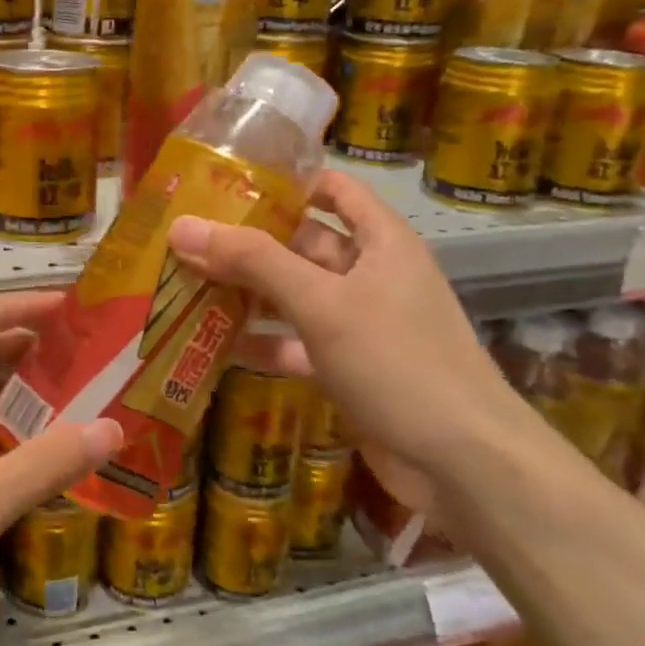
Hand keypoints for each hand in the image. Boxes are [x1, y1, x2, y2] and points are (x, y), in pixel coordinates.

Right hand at [167, 170, 537, 489]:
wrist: (462, 464)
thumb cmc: (396, 361)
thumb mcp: (322, 303)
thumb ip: (253, 262)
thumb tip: (182, 226)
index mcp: (380, 241)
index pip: (332, 188)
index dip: (284, 181)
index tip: (225, 185)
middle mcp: (371, 274)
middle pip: (302, 243)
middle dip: (249, 242)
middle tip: (184, 239)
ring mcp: (359, 325)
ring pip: (295, 296)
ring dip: (247, 293)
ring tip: (184, 283)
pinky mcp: (347, 369)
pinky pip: (296, 344)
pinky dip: (262, 342)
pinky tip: (213, 344)